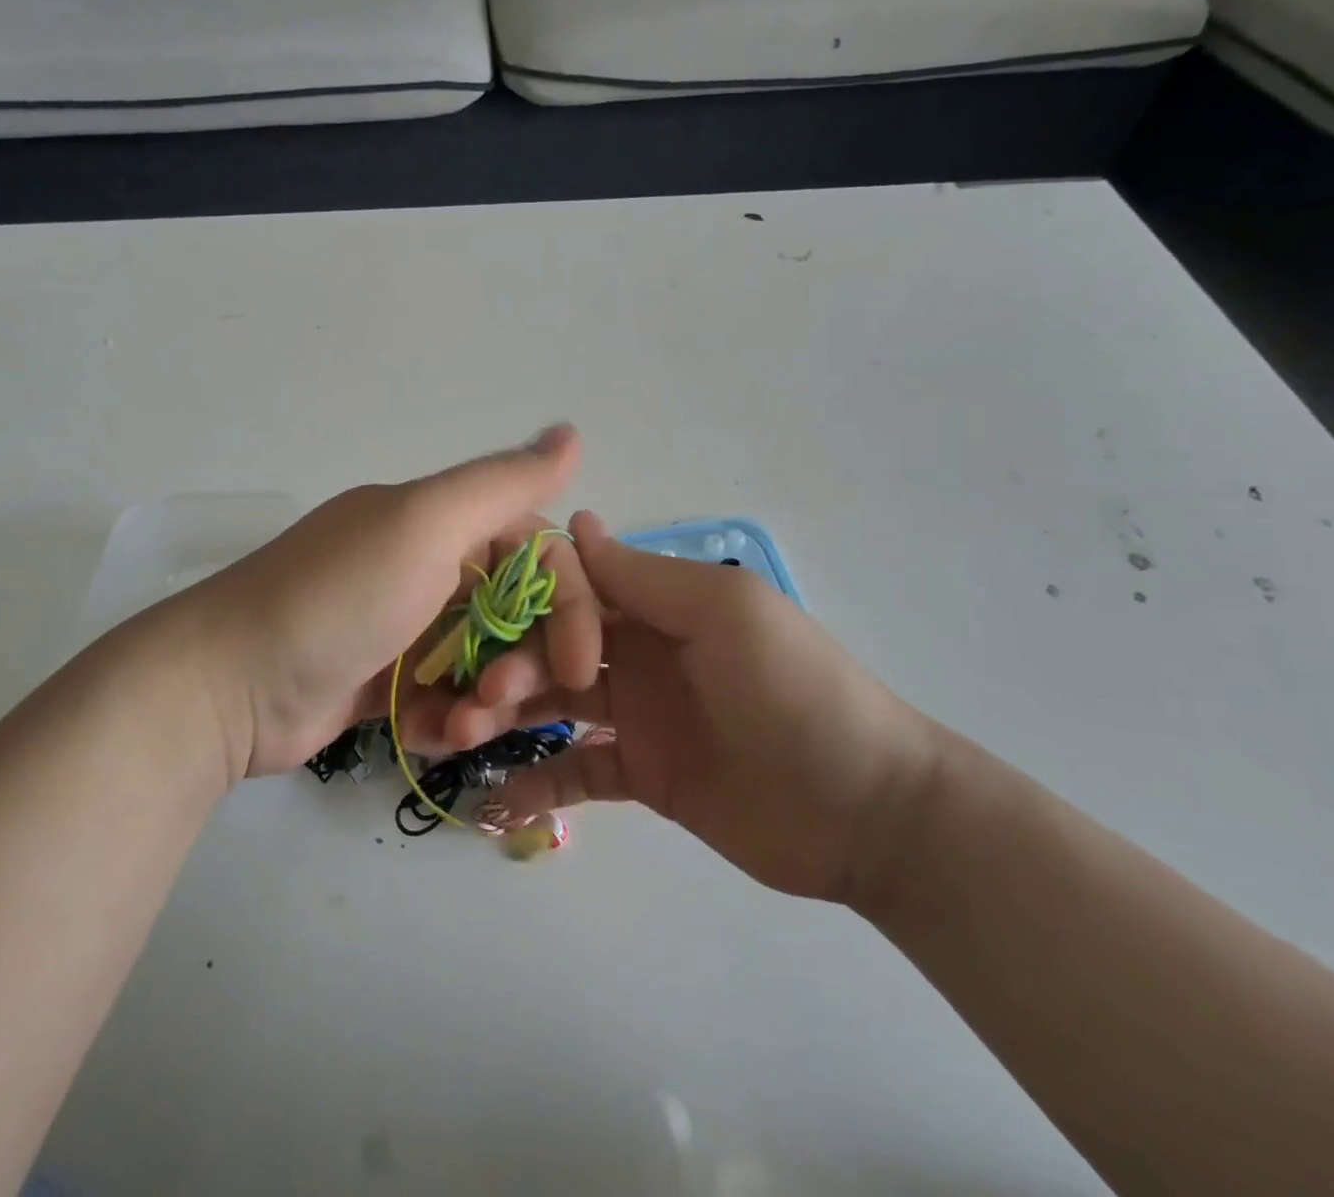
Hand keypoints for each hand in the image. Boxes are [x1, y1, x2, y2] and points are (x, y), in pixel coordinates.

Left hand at [171, 426, 603, 779]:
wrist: (226, 685)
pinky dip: (447, 716)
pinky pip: (444, 695)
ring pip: (484, 659)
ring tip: (463, 728)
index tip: (581, 663)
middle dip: (526, 659)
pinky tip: (428, 734)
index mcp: (441, 521)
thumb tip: (573, 431)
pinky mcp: (383, 679)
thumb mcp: (424, 526)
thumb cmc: (337, 599)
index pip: (538, 550)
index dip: (570, 603)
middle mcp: (426, 564)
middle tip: (504, 699)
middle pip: (516, 610)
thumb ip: (503, 483)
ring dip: (489, 697)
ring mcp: (403, 624)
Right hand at [478, 513, 942, 905]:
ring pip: (555, 705)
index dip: (526, 598)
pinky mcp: (642, 775)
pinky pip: (578, 772)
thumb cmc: (794, 691)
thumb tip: (573, 522)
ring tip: (467, 737)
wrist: (866, 811)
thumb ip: (644, 576)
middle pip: (554, 647)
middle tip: (482, 696)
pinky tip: (498, 796)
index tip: (480, 614)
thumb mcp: (723, 614)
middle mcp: (640, 652)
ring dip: (510, 716)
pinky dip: (539, 781)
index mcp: (658, 605)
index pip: (575, 587)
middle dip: (512, 664)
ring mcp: (639, 715)